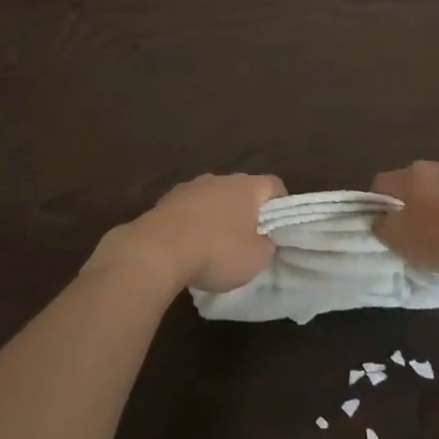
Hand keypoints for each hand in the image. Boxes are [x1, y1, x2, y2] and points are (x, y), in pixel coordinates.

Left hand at [93, 173, 285, 293]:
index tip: (279, 229)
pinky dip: (193, 224)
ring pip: (212, 199)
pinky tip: (189, 247)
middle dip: (247, 212)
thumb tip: (264, 240)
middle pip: (241, 191)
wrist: (157, 250)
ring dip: (217, 217)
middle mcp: (219, 179)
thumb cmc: (216, 251)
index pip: (274, 185)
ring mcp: (189, 187)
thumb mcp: (256, 258)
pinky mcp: (165, 201)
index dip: (281, 205)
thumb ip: (267, 246)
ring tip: (215, 247)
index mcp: (247, 186)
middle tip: (249, 240)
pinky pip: (189, 210)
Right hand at [371, 161, 438, 277]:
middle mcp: (438, 166)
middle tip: (421, 232)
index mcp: (411, 177)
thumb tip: (379, 219)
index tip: (387, 225)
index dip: (379, 204)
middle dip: (415, 203)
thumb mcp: (405, 243)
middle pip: (416, 182)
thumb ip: (384, 228)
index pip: (382, 183)